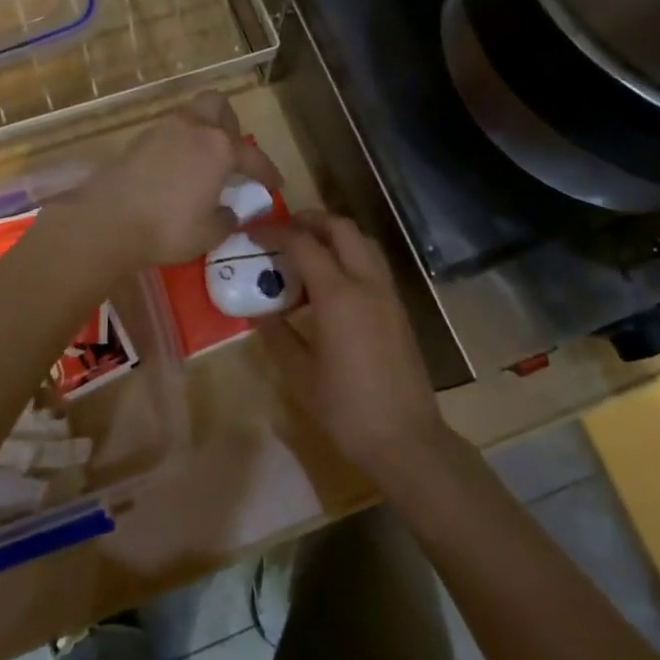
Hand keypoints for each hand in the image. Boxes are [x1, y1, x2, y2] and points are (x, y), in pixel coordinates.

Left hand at [68, 92, 282, 271]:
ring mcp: (162, 130)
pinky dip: (179, 145)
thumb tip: (228, 211)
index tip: (274, 184)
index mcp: (219, 148)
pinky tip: (177, 171)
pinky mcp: (137, 140)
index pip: (252, 155)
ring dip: (202, 132)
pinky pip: (169, 133)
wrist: (106, 221)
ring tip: (204, 163)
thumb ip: (226, 219)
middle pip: (217, 105)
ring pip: (191, 116)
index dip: (267, 171)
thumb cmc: (168, 228)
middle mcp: (193, 128)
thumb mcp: (209, 233)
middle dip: (229, 125)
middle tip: (231, 154)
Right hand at [253, 211, 451, 482]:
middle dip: (310, 220)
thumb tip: (259, 311)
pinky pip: (373, 264)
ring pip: (363, 242)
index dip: (276, 233)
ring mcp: (388, 294)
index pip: (303, 244)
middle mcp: (367, 283)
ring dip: (335, 234)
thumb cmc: (347, 409)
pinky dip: (351, 255)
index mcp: (338, 296)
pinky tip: (333, 282)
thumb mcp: (300, 374)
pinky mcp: (399, 309)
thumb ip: (277, 335)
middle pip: (341, 228)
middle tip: (284, 230)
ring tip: (308, 250)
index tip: (253, 233)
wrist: (406, 440)